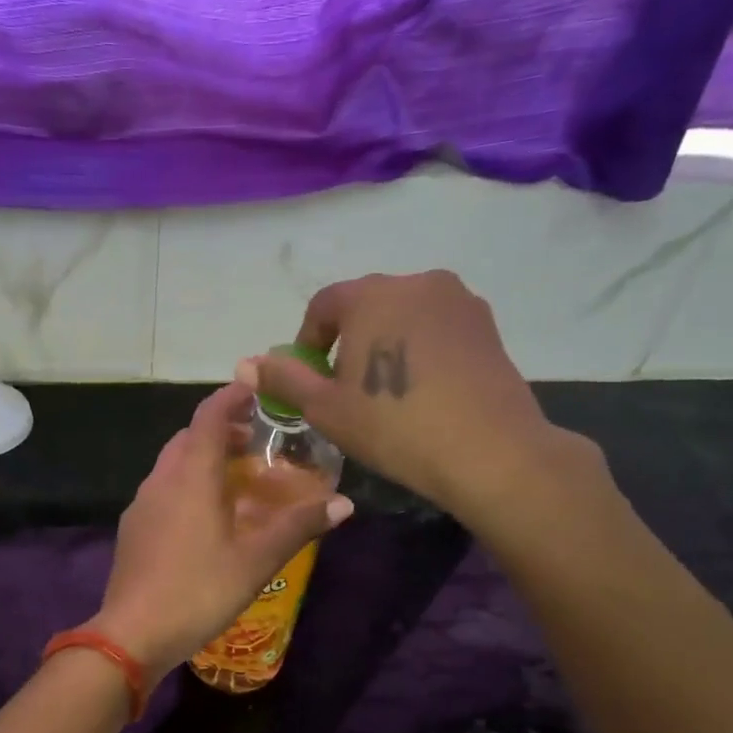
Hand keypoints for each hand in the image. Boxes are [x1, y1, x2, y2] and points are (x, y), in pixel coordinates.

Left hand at [90, 382, 352, 683]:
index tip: (256, 387)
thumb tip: (344, 504)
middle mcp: (161, 480)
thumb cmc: (198, 590)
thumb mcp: (256, 560)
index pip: (210, 417)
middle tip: (256, 441)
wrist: (132, 634)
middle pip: (189, 438)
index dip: (232, 396)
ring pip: (173, 464)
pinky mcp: (133, 528)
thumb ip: (298, 527)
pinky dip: (187, 485)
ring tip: (237, 479)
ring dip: (203, 459)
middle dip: (221, 430)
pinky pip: (163, 490)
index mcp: (191, 476)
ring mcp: (141, 504)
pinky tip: (206, 517)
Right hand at [244, 270, 605, 521]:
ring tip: (388, 391)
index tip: (313, 379)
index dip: (309, 341)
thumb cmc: (393, 426)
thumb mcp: (326, 408)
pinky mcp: (487, 324)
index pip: (324, 305)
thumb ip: (285, 379)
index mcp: (371, 295)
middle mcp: (416, 282)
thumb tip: (245, 363)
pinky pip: (438, 328)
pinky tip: (424, 390)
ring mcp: (458, 300)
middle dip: (350, 340)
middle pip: (367, 305)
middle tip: (349, 389)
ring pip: (405, 315)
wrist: (487, 450)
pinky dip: (421, 349)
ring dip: (387, 343)